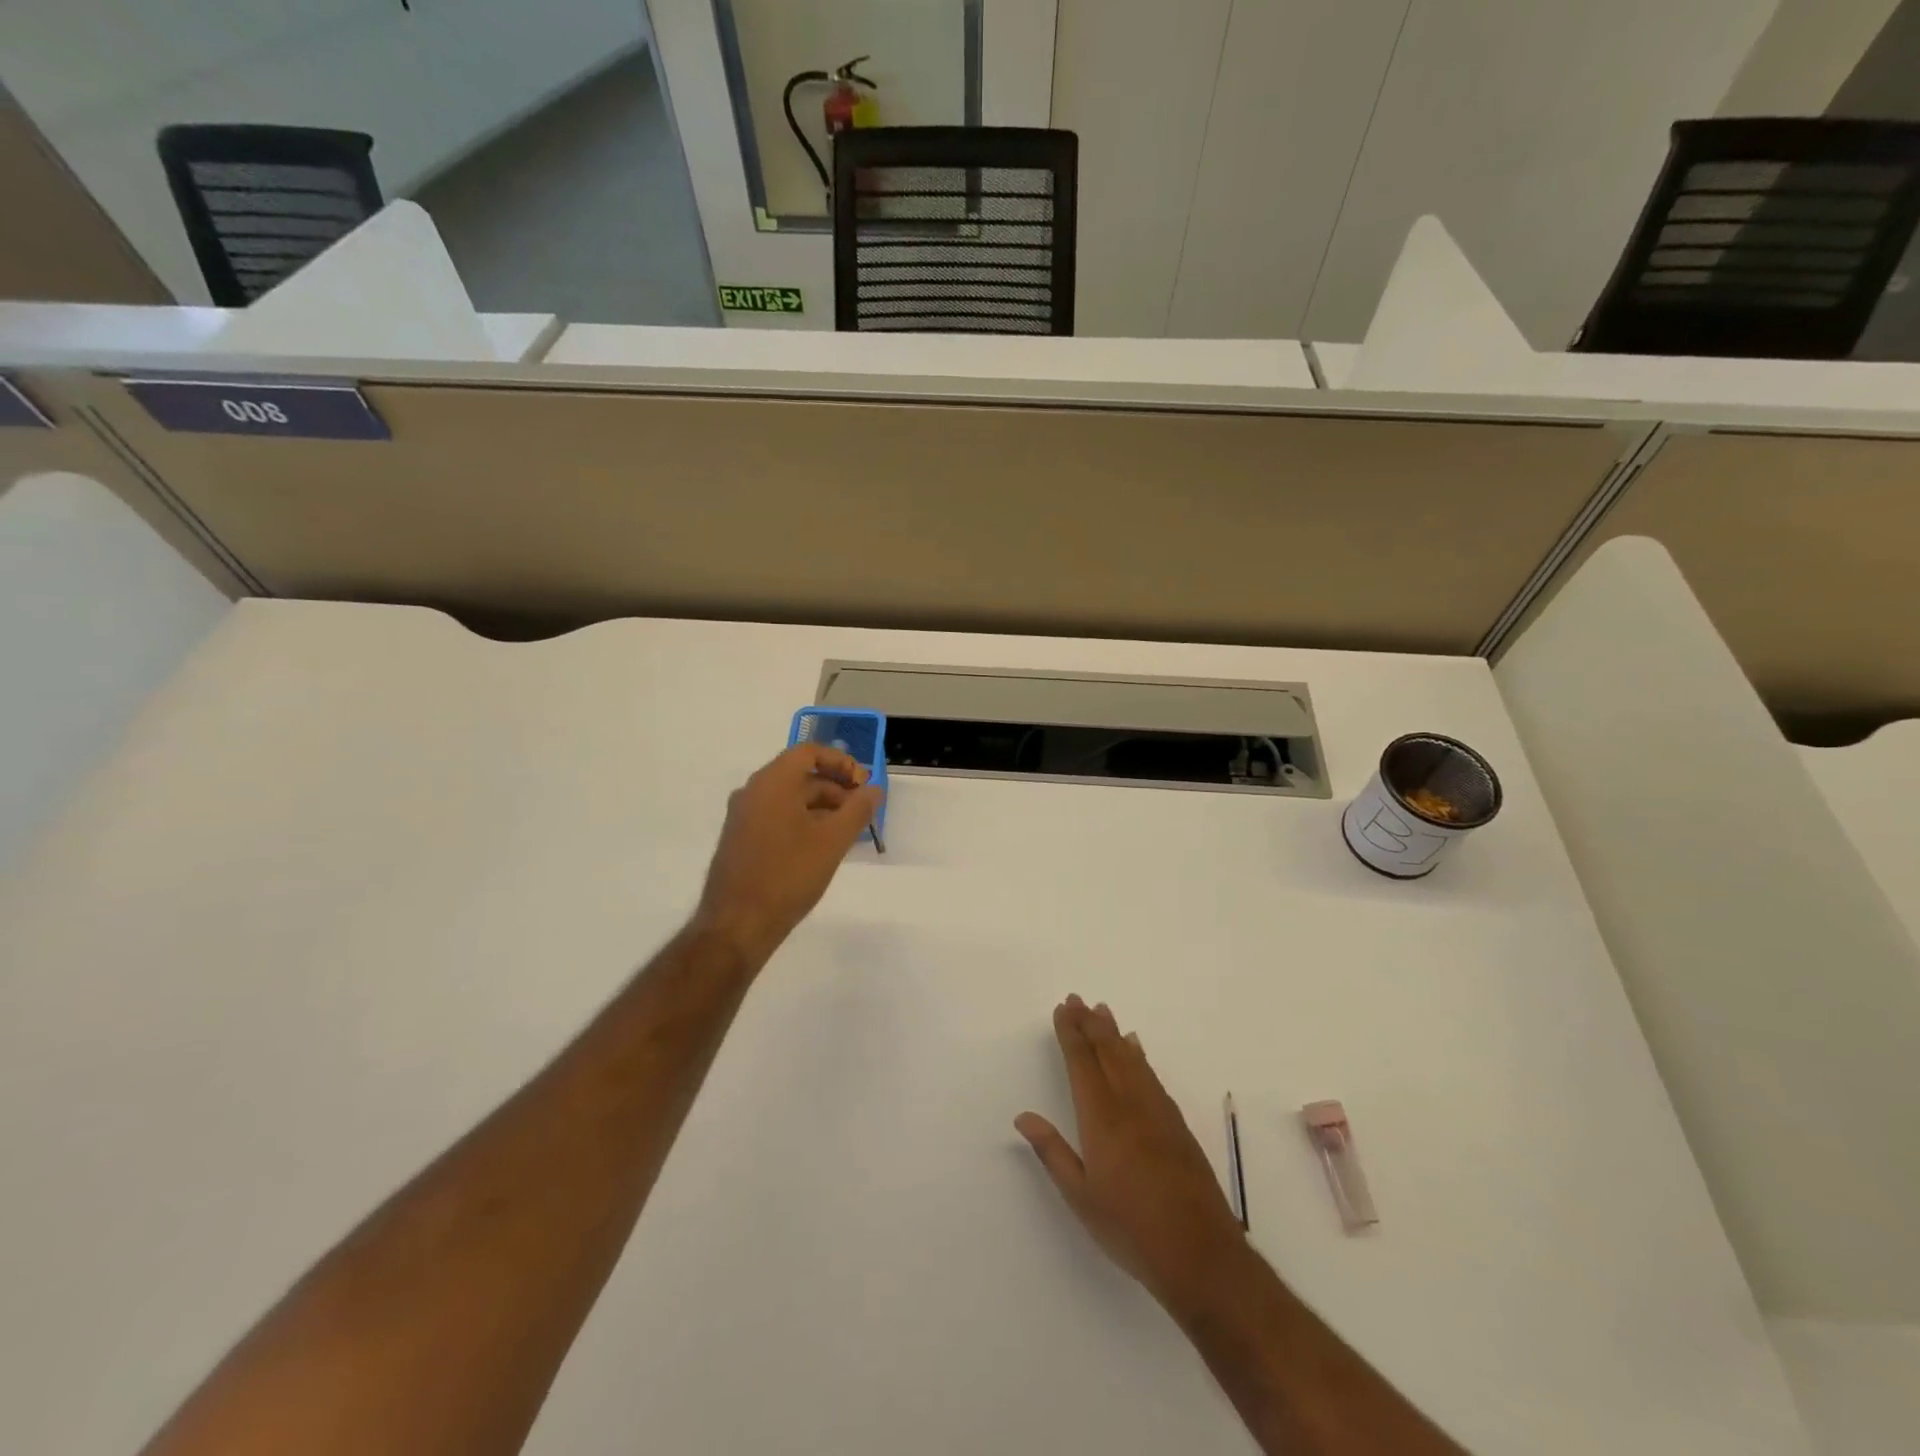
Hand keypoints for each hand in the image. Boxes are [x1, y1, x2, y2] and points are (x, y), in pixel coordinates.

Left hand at [693, 743, 882, 962]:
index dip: (841, 762)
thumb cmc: (788, 875)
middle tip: (862, 811)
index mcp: (772, 782)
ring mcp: (743, 816)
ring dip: (821, 806)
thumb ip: (858, 810)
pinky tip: (822, 847)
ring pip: (789, 797)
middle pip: (800, 774)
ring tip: (847, 832)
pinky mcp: (740, 839)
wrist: (737, 924)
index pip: (809, 752)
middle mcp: (753, 791)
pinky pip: (777, 815)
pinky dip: (803, 820)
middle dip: (836, 787)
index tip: (864, 783)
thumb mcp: (833, 841)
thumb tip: (874, 789)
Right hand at [1016, 996, 1249, 1316]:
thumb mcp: (1081, 1197)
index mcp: (1102, 1118)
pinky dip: (1139, 1055)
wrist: (1201, 1254)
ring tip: (1102, 1011)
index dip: (1071, 1033)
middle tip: (1077, 999)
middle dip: (1090, 1023)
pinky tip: (1136, 1049)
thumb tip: (1024, 1116)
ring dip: (1114, 1033)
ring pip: (1131, 1059)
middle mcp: (1130, 1104)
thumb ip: (1052, 1152)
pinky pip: (1151, 1075)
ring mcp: (1157, 1111)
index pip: (1082, 1062)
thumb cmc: (1131, 1229)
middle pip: (1107, 1051)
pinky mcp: (1177, 1124)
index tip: (1062, 1009)